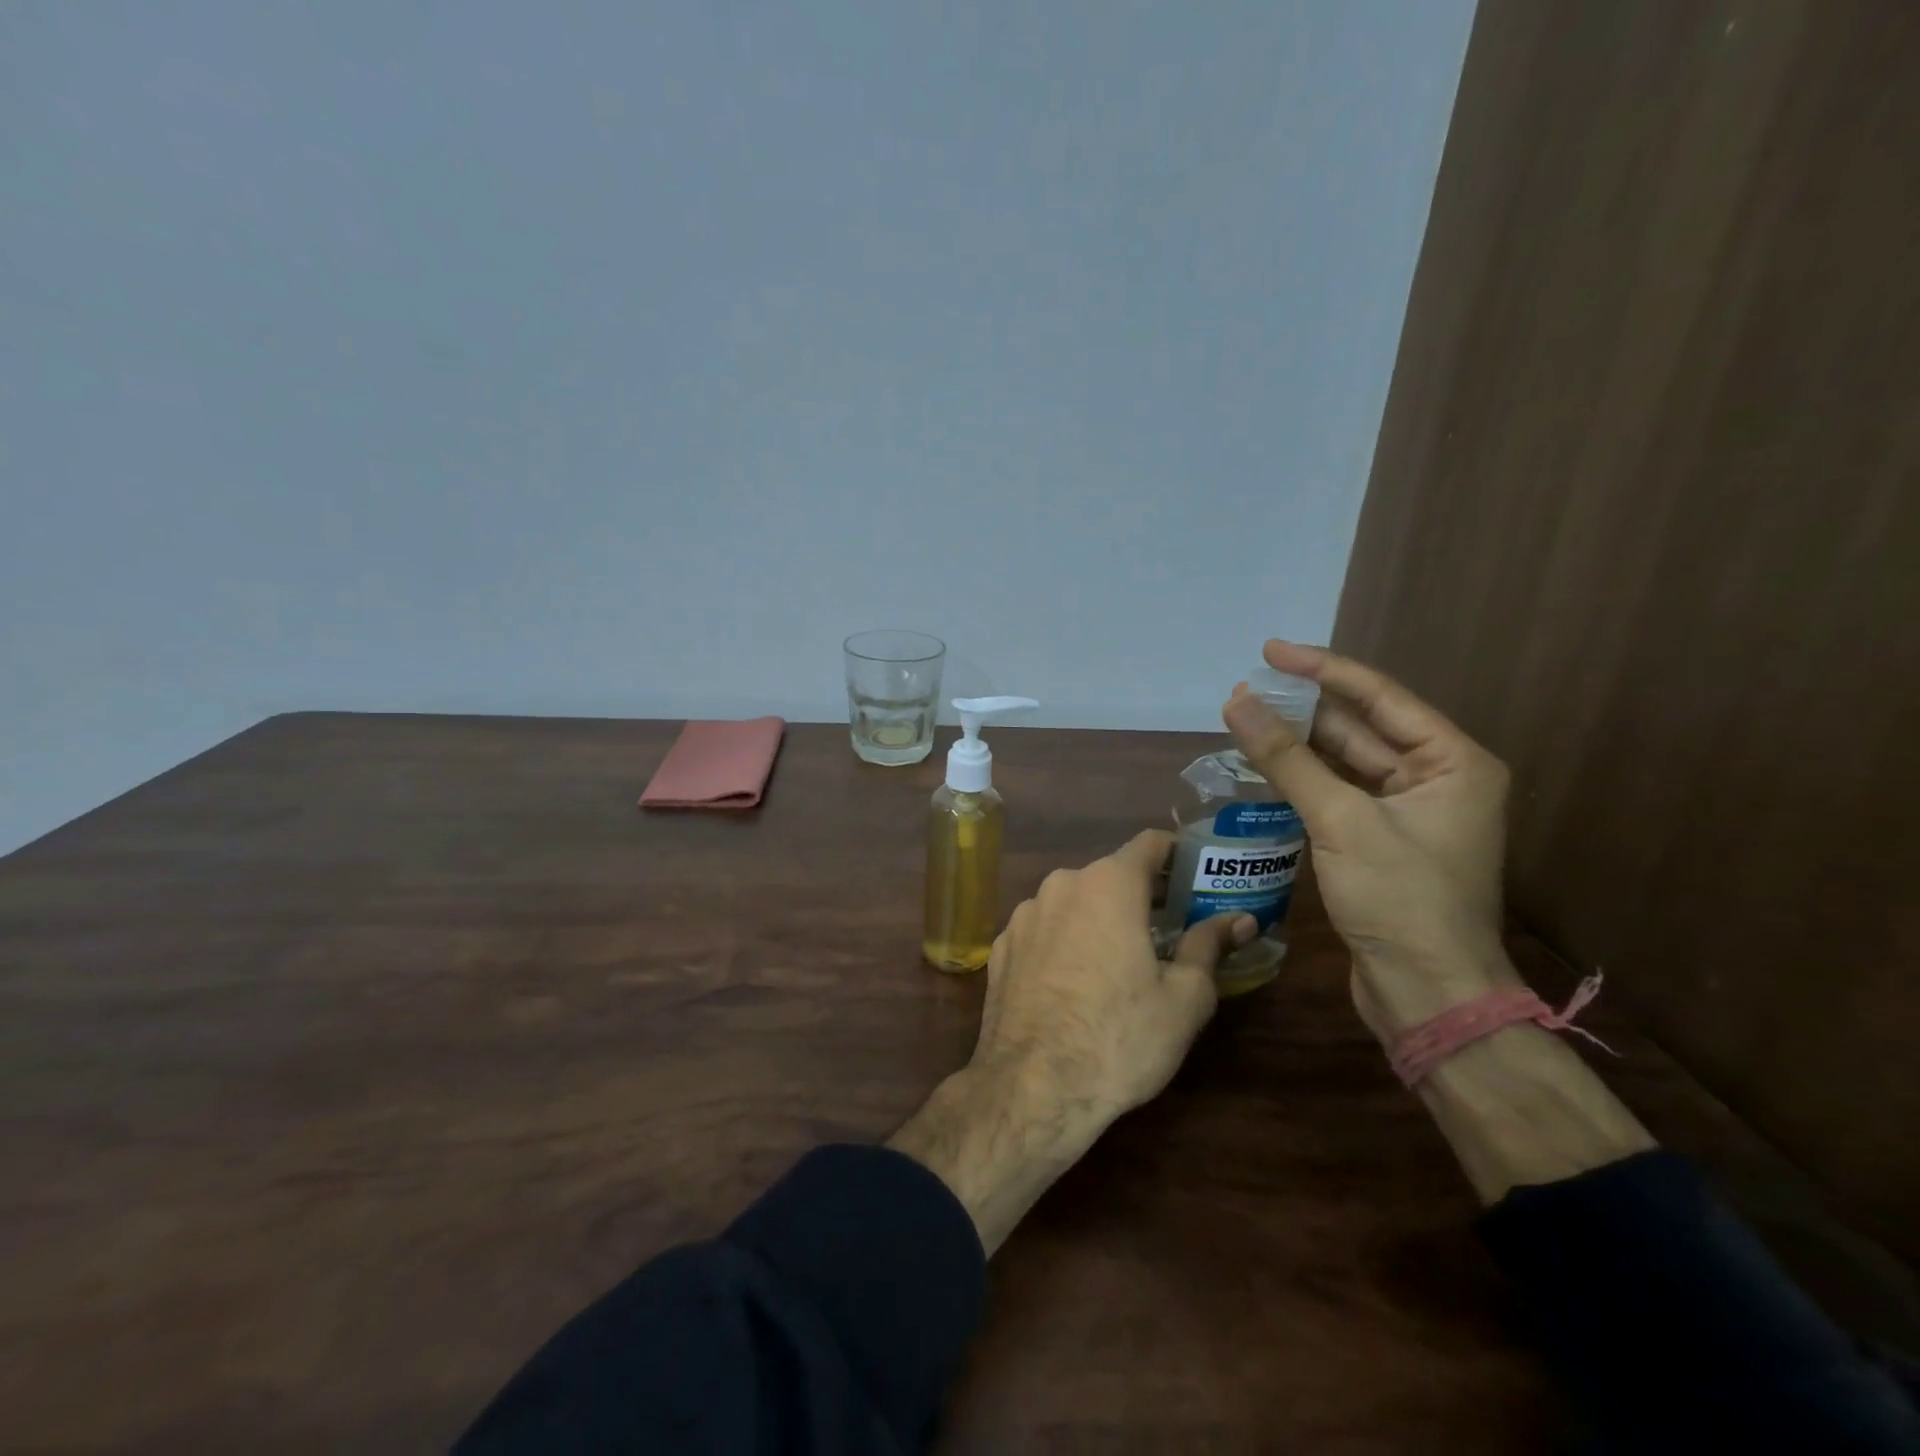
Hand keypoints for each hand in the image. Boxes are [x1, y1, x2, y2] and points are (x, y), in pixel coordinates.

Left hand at [977, 829, 1253, 1127]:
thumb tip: (1239, 920)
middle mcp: (1061, 885)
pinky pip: (1043, 930)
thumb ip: (1209, 947)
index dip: (1178, 854)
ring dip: (1099, 918)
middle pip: (1110, 874)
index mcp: (1109, 885)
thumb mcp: (1184, 999)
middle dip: (1141, 895)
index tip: (1196, 875)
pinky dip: (1064, 941)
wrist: (1032, 1087)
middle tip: (1170, 927)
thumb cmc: (1119, 1038)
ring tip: (1121, 959)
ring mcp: (1024, 915)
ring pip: (1073, 902)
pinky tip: (1074, 982)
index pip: (1150, 844)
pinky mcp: (1001, 947)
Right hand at [1223, 641, 1520, 1039]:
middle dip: (1303, 707)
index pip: (1379, 697)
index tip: (1269, 651)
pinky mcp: (1379, 840)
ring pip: (1344, 761)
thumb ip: (1287, 759)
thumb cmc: (1400, 901)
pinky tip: (1264, 764)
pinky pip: (1335, 792)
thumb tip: (1238, 702)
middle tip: (1247, 688)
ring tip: (1245, 718)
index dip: (1322, 669)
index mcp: (1452, 762)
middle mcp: (1436, 778)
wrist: (1427, 994)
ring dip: (1297, 742)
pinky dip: (1301, 778)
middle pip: (1360, 726)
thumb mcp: (1341, 821)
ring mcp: (1407, 812)